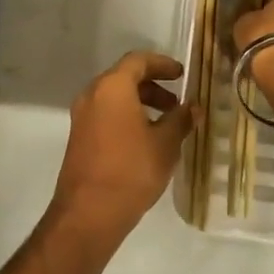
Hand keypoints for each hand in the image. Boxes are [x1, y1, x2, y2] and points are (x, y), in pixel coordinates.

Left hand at [41, 51, 192, 263]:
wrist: (89, 212)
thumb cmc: (131, 170)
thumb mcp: (165, 144)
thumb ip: (181, 120)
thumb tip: (193, 107)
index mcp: (112, 87)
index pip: (138, 61)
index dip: (162, 64)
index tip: (182, 75)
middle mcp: (92, 94)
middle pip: (124, 77)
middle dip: (153, 86)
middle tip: (177, 103)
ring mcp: (82, 116)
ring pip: (115, 97)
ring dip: (141, 102)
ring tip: (166, 124)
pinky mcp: (79, 136)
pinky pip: (106, 113)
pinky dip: (127, 115)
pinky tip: (146, 139)